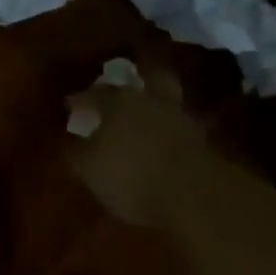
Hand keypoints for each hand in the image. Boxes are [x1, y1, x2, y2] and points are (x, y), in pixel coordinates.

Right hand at [68, 63, 205, 228]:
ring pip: (168, 102)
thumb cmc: (131, 175)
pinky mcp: (204, 144)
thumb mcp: (90, 170)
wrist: (195, 196)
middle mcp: (151, 101)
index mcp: (118, 102)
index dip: (81, 99)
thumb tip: (71, 143)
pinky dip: (172, 134)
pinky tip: (164, 145)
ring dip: (157, 108)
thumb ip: (78, 153)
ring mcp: (182, 120)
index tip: (71, 104)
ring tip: (146, 119)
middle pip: (148, 78)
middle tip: (126, 87)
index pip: (95, 94)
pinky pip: (182, 130)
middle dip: (139, 78)